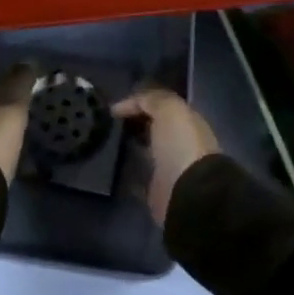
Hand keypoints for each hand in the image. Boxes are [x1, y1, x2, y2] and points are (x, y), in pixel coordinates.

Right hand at [116, 87, 219, 224]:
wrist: (189, 195)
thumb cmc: (181, 145)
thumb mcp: (169, 110)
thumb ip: (151, 99)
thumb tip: (128, 104)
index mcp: (187, 122)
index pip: (160, 106)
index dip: (137, 103)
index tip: (113, 109)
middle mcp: (179, 144)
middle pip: (152, 128)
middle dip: (133, 123)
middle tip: (107, 123)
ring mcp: (169, 169)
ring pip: (145, 152)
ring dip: (128, 146)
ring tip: (104, 141)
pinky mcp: (157, 192)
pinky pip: (138, 179)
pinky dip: (127, 173)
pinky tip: (110, 166)